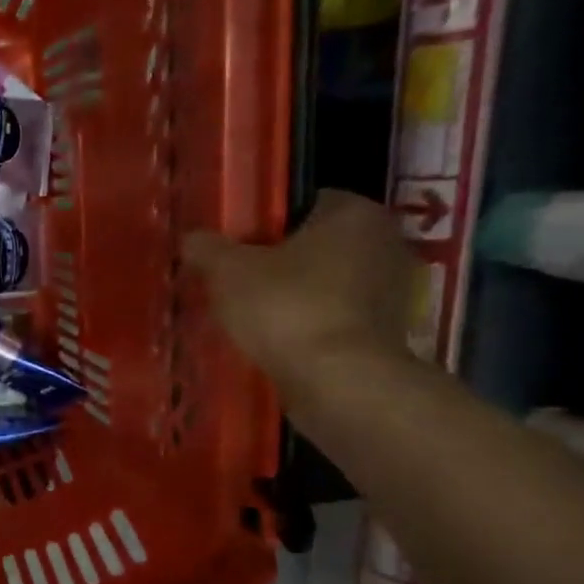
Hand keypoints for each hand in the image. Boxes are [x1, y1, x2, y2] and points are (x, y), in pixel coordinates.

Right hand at [183, 191, 417, 398]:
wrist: (338, 381)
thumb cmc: (287, 307)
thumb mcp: (228, 271)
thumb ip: (207, 248)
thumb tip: (191, 238)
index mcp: (355, 213)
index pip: (303, 203)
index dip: (264, 224)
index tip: (236, 248)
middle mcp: (386, 242)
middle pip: (317, 245)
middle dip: (279, 262)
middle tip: (237, 283)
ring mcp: (392, 291)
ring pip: (326, 283)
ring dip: (294, 296)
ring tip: (251, 316)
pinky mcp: (387, 332)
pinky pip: (336, 318)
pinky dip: (309, 325)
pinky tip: (278, 341)